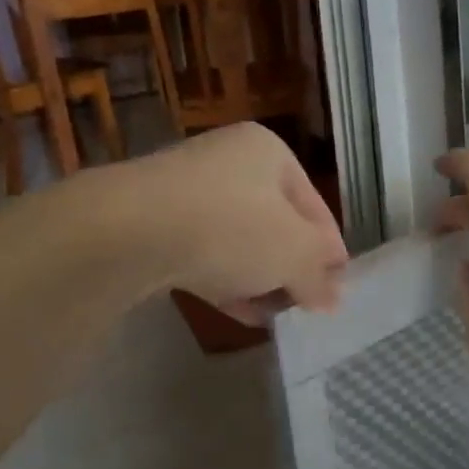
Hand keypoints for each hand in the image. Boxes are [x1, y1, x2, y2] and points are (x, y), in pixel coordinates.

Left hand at [132, 123, 347, 325]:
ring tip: (275, 315)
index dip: (331, 251)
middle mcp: (229, 162)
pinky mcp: (156, 222)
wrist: (130, 230)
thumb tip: (333, 298)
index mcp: (270, 153)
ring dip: (260, 278)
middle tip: (307, 305)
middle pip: (276, 223)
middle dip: (292, 267)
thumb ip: (318, 275)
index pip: (316, 206)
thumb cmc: (232, 226)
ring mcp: (187, 191)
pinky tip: (240, 312)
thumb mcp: (294, 253)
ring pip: (239, 240)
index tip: (338, 289)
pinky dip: (225, 280)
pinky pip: (203, 253)